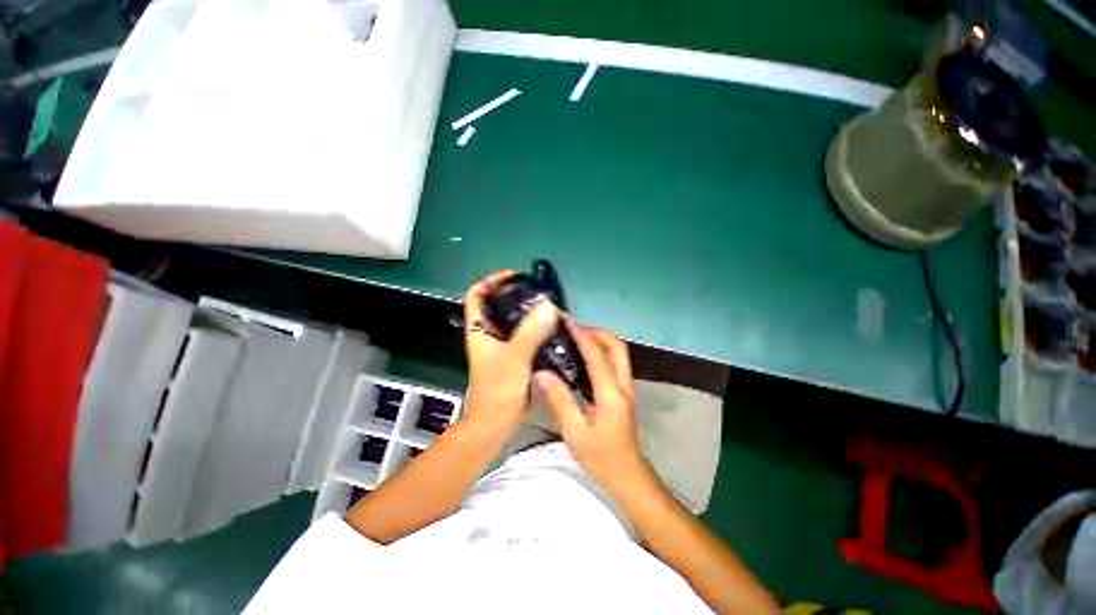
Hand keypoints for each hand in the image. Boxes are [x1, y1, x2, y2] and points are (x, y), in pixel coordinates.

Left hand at [462, 270, 559, 436]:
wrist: (496, 422)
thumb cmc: (498, 389)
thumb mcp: (514, 357)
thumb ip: (530, 332)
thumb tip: (549, 306)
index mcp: (479, 329)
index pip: (477, 295)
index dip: (491, 281)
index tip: (513, 276)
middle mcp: (487, 334)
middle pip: (497, 306)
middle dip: (515, 295)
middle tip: (538, 292)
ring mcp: (500, 346)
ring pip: (512, 321)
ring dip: (527, 313)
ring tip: (548, 308)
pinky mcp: (512, 356)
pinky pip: (523, 335)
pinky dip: (534, 328)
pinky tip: (551, 328)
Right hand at [533, 321, 647, 489]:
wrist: (627, 476)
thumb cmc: (600, 458)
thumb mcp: (575, 432)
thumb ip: (559, 400)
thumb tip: (541, 373)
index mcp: (611, 394)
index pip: (597, 355)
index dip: (581, 335)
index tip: (566, 321)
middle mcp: (623, 385)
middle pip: (617, 346)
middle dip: (597, 332)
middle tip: (573, 330)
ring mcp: (626, 388)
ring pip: (618, 353)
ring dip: (600, 341)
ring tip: (575, 339)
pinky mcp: (623, 393)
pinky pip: (615, 363)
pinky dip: (601, 353)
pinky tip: (582, 360)